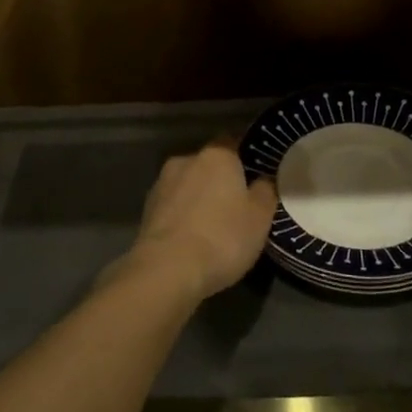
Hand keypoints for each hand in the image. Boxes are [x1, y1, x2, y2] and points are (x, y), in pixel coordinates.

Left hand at [119, 143, 276, 301]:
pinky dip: (182, 215)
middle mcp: (186, 159)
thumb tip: (263, 179)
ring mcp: (162, 183)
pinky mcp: (146, 209)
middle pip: (209, 164)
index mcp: (217, 155)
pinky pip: (172, 205)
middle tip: (235, 206)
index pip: (233, 141)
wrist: (166, 270)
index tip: (254, 176)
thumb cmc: (222, 238)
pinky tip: (190, 239)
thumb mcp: (260, 218)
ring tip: (211, 227)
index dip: (245, 157)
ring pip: (188, 184)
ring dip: (198, 198)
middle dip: (220, 180)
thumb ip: (265, 192)